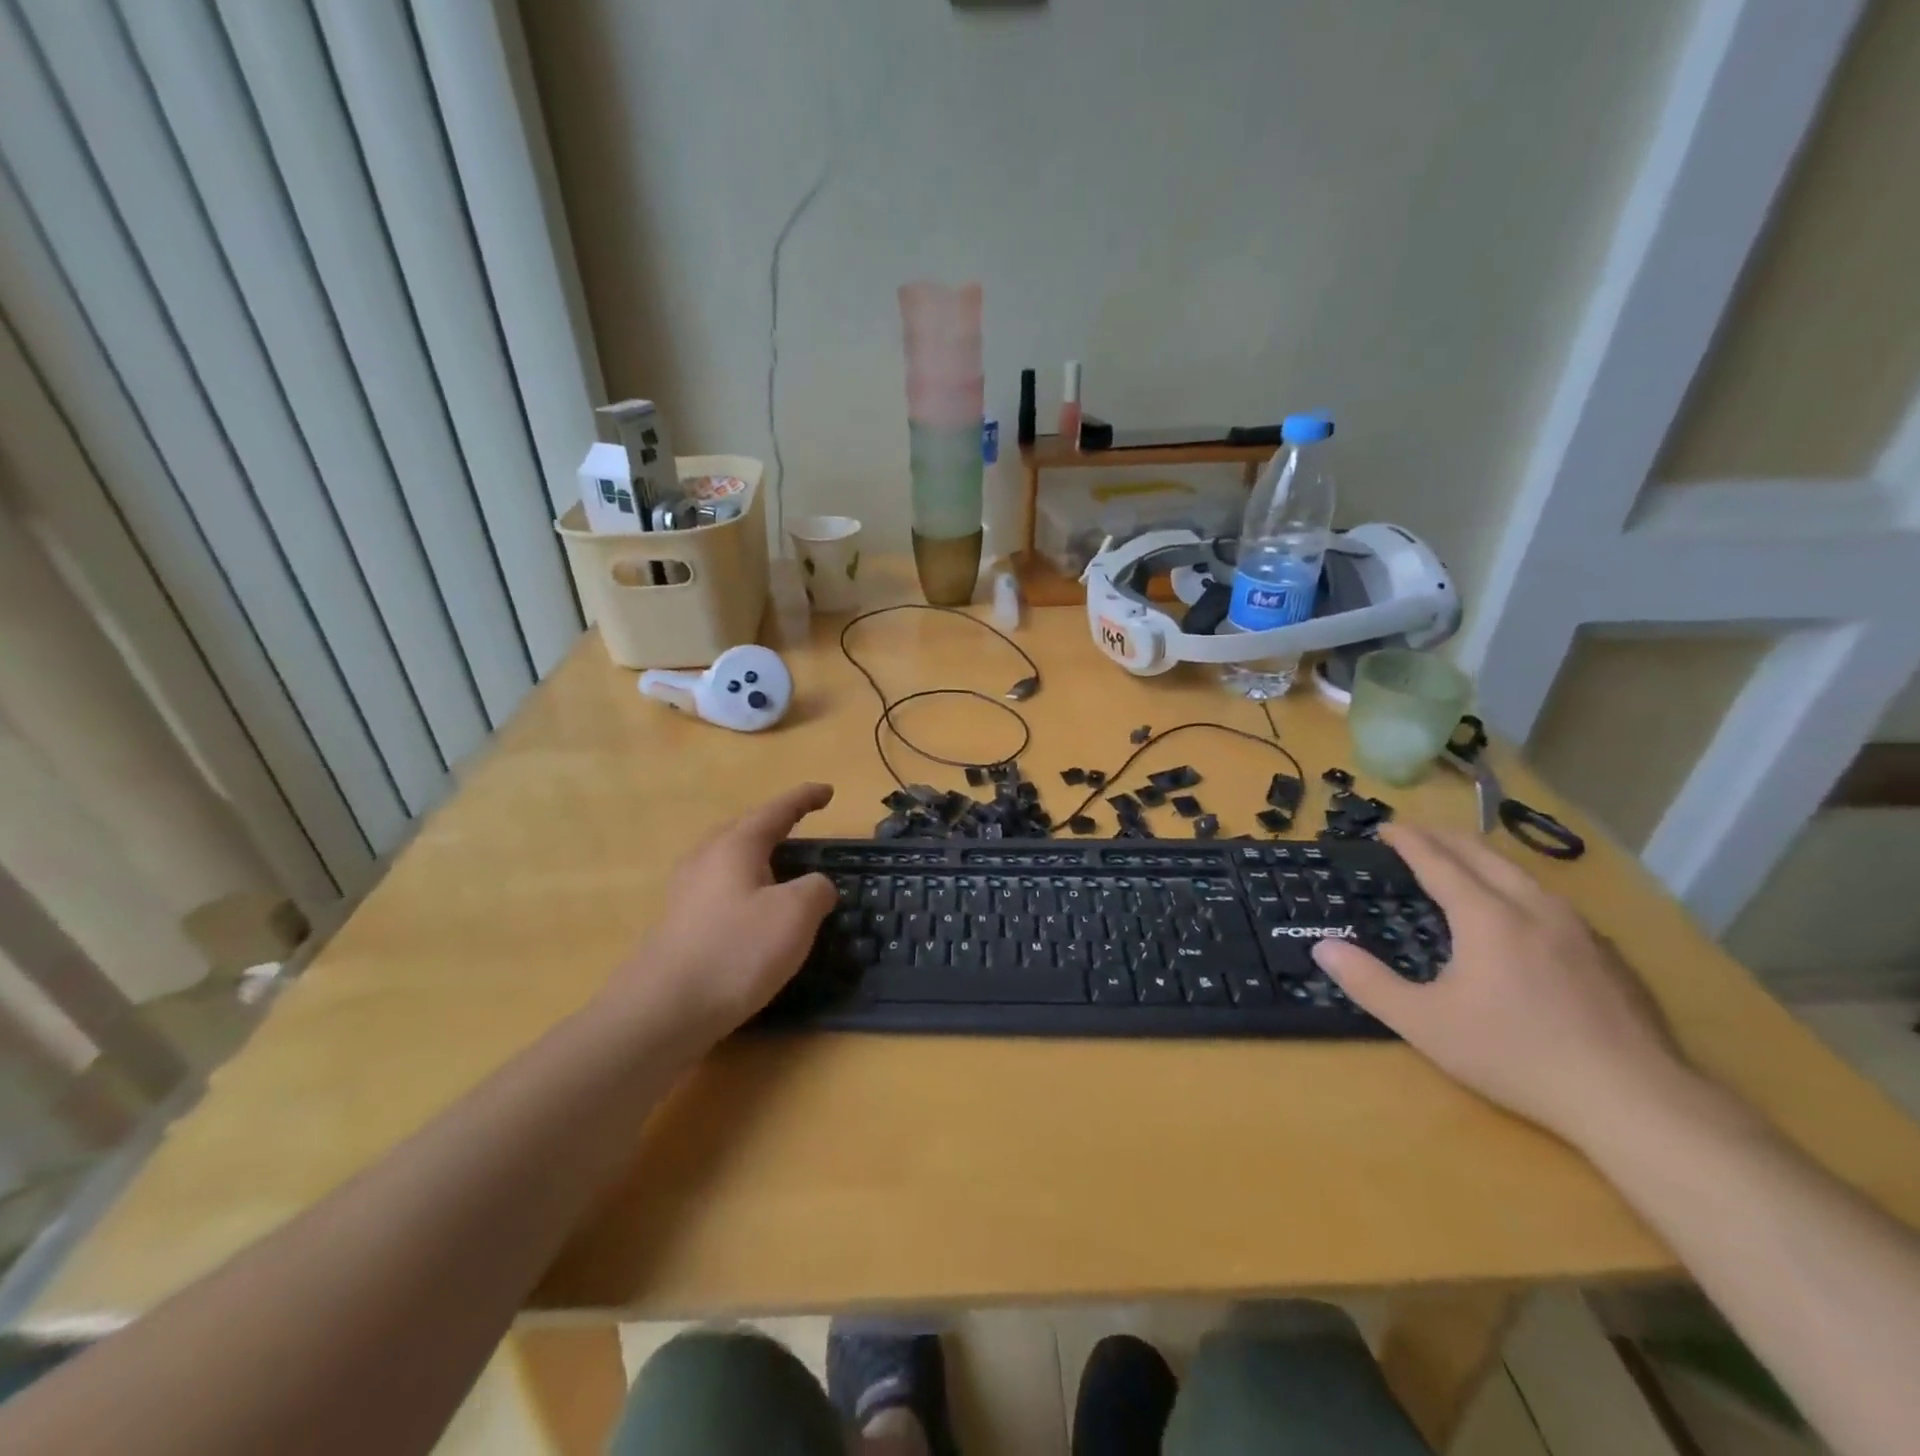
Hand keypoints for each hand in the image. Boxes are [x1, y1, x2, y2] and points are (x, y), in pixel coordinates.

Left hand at [606, 783, 836, 1042]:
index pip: (776, 811)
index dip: (804, 798)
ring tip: (781, 869)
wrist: (662, 1011)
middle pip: (743, 829)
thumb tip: (815, 886)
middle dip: (774, 824)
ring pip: (727, 859)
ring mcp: (686, 892)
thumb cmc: (736, 951)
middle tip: (800, 827)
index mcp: (735, 846)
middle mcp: (705, 859)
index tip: (828, 791)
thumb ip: (816, 889)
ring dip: (757, 857)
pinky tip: (754, 912)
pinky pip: (719, 888)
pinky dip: (745, 887)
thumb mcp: (795, 915)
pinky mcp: (679, 924)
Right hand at [1313, 824, 1691, 1147]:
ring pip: (1522, 873)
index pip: (1438, 861)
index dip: (1408, 841)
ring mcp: (1578, 928)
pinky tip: (1521, 914)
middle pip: (1483, 854)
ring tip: (1462, 863)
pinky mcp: (1608, 954)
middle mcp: (1533, 907)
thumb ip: (1368, 983)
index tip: (1386, 827)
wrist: (1634, 1100)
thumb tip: (1322, 948)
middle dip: (1444, 837)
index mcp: (1486, 916)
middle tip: (1416, 834)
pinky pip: (1551, 901)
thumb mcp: (1424, 1023)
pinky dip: (1518, 888)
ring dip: (1483, 859)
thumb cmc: (1515, 1055)